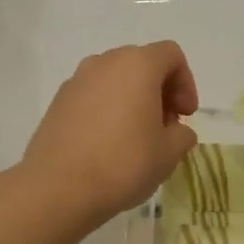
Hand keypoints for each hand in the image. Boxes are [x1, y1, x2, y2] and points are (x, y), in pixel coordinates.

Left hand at [18, 42, 199, 225]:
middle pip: (142, 64)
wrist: (58, 188)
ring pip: (115, 79)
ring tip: (136, 137)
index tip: (185, 116)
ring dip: (132, 100)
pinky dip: (106, 110)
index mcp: (137, 65)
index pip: (171, 55)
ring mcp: (76, 80)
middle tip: (165, 127)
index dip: (186, 83)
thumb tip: (176, 130)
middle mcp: (104, 62)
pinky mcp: (57, 102)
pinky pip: (92, 96)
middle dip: (159, 91)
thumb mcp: (169, 153)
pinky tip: (107, 144)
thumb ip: (182, 134)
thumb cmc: (123, 163)